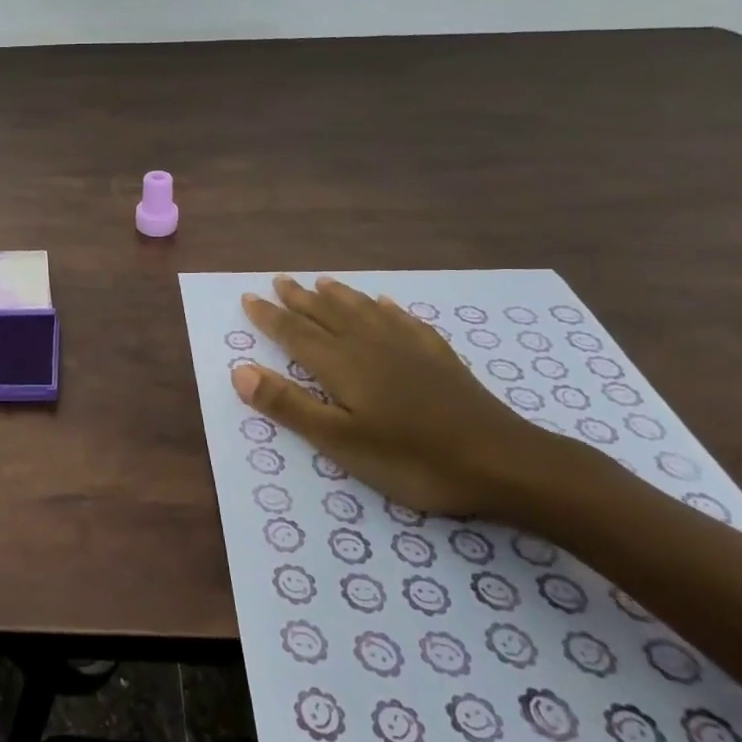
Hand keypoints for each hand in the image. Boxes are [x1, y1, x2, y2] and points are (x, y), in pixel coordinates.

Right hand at [231, 275, 552, 519]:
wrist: (502, 461)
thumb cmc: (412, 459)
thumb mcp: (340, 442)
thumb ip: (289, 404)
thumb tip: (239, 370)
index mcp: (342, 365)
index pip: (295, 333)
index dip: (269, 316)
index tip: (248, 297)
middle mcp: (370, 345)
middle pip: (327, 314)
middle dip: (299, 299)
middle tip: (279, 280)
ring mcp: (408, 348)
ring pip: (364, 311)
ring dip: (339, 296)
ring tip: (323, 282)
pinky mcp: (439, 357)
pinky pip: (404, 321)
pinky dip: (387, 308)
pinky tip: (385, 303)